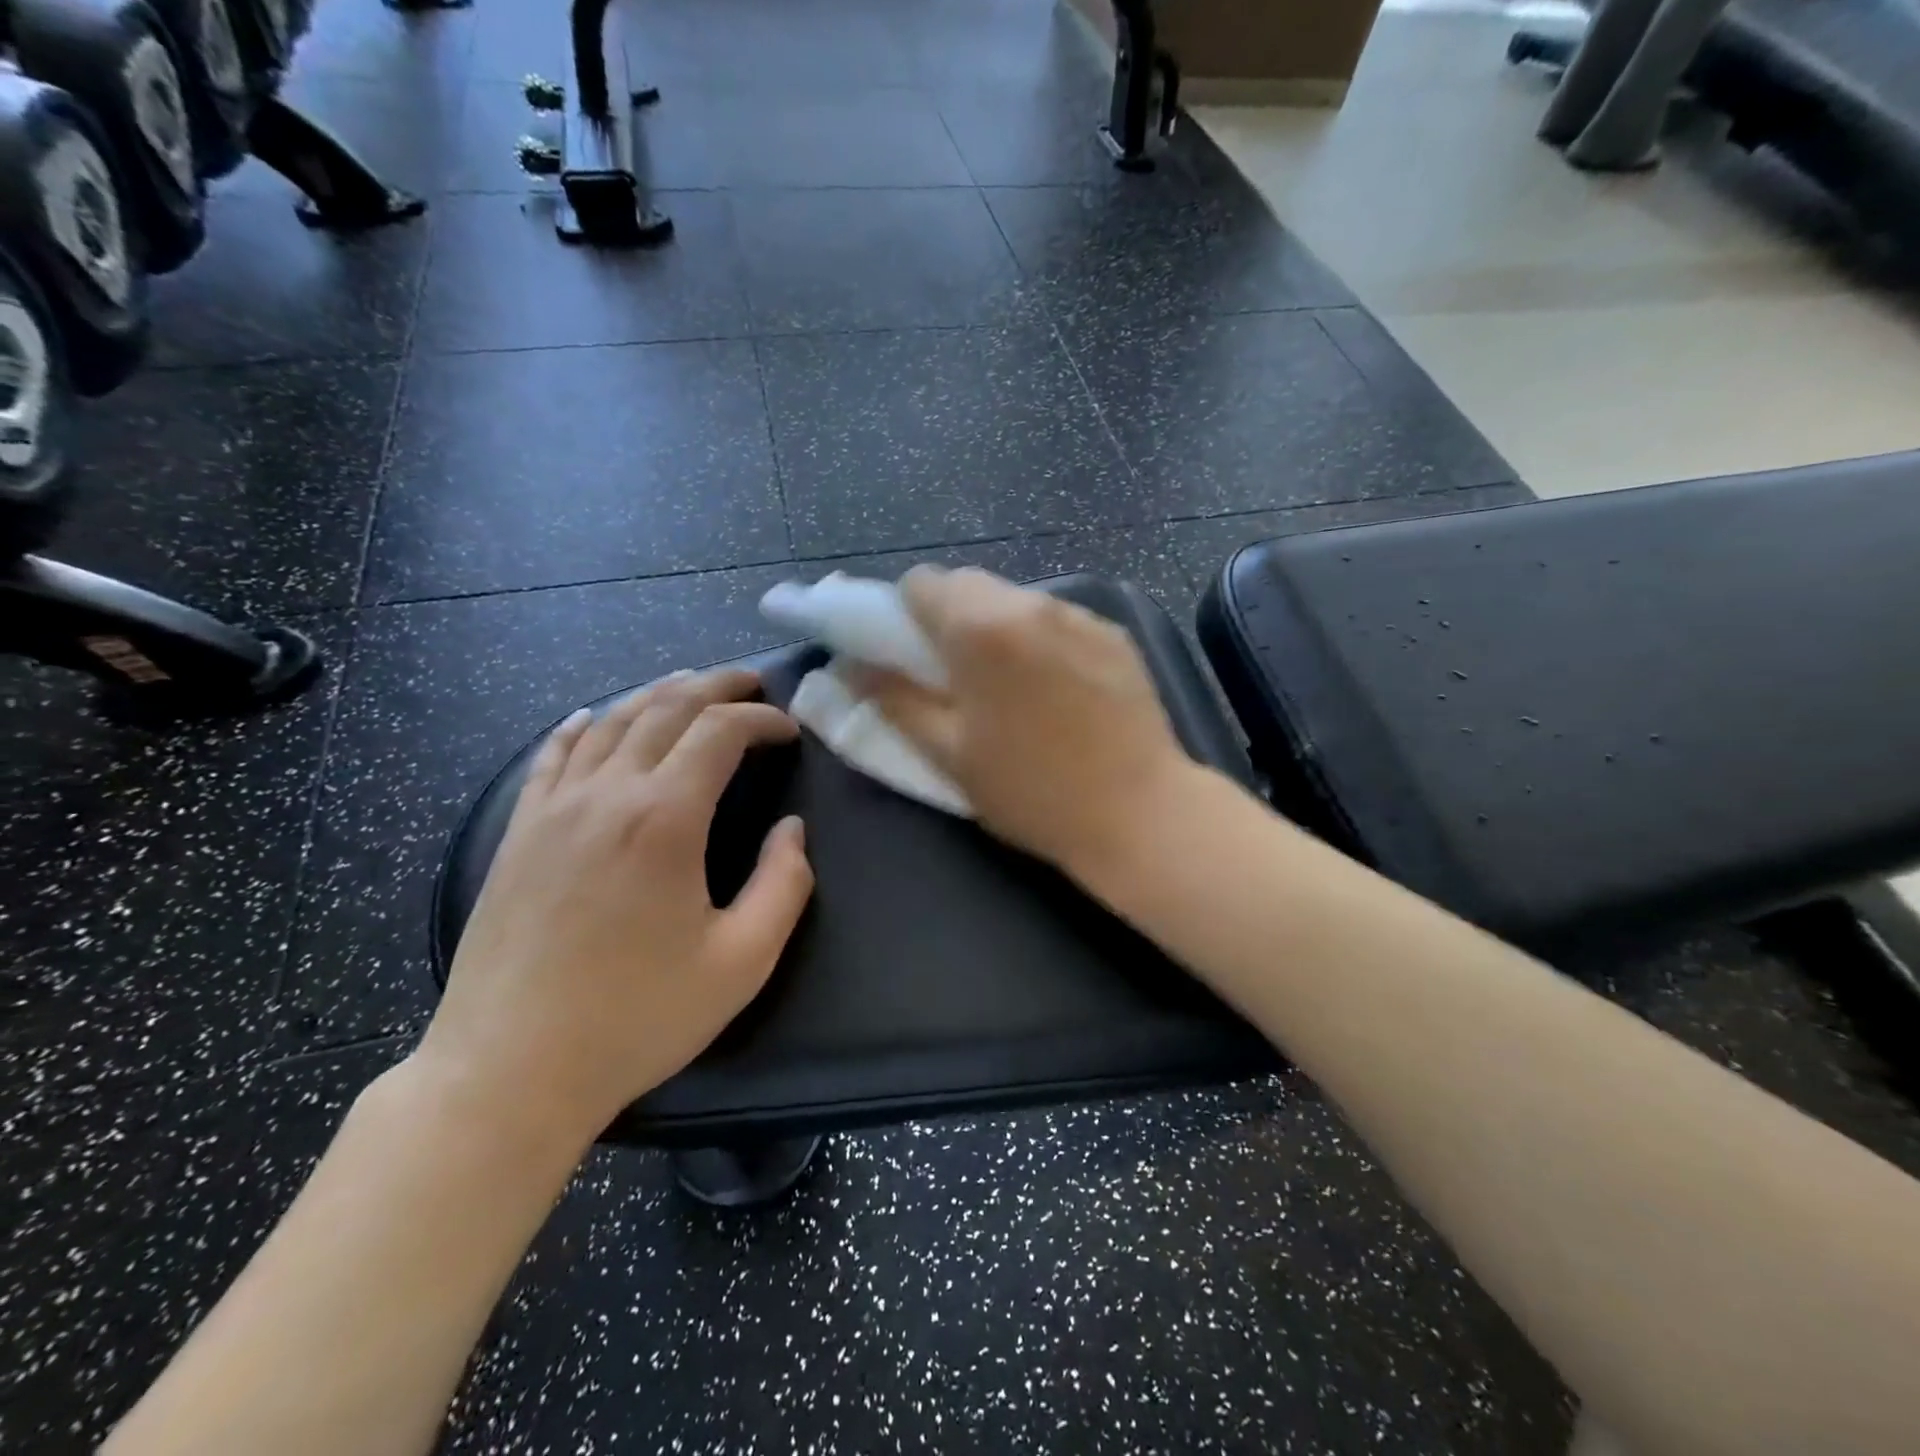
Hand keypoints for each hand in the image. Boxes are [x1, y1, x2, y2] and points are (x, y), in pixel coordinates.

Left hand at [417, 669, 814, 1140]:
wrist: (509, 1071)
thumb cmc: (637, 1019)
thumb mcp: (741, 962)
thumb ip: (784, 885)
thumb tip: (791, 829)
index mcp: (664, 819)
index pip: (720, 732)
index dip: (762, 720)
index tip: (790, 732)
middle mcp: (607, 795)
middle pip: (665, 709)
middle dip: (716, 686)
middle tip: (751, 683)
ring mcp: (553, 809)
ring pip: (608, 721)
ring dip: (656, 694)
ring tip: (689, 686)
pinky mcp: (518, 833)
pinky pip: (551, 757)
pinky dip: (580, 726)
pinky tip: (591, 717)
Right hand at [860, 566, 1198, 884]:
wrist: (1141, 813)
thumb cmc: (1032, 791)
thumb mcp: (949, 753)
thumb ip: (894, 700)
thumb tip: (851, 667)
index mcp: (981, 627)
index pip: (921, 583)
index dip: (903, 615)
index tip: (908, 657)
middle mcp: (1031, 602)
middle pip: (969, 584)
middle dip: (948, 619)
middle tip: (953, 678)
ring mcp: (1080, 615)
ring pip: (1015, 600)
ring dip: (995, 628)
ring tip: (1008, 687)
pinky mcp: (1115, 634)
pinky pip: (1057, 619)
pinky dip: (1039, 640)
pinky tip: (1056, 691)